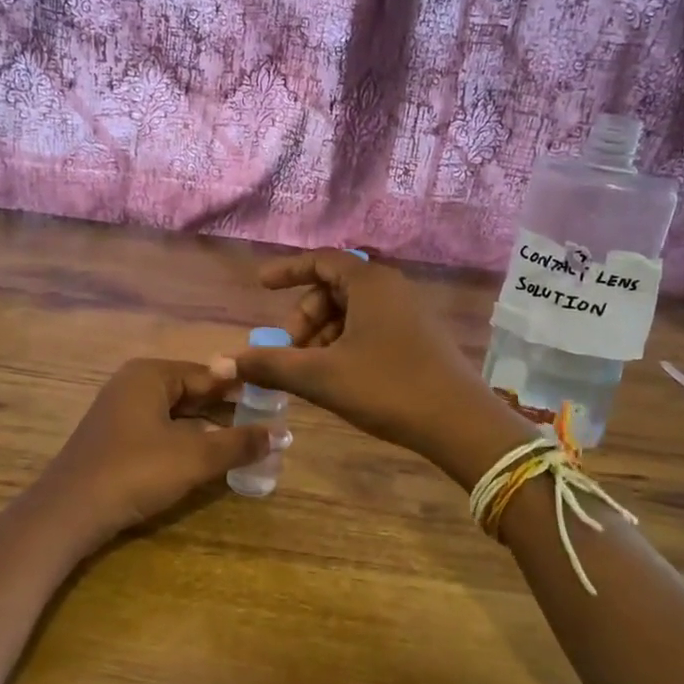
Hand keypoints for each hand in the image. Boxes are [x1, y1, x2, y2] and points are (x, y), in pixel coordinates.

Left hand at [36, 359, 271, 547]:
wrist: (68, 512)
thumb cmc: (135, 471)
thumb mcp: (194, 457)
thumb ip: (239, 444)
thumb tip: (281, 434)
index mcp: (150, 374)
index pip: (208, 374)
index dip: (242, 389)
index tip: (273, 403)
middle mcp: (133, 384)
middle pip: (191, 392)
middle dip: (225, 410)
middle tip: (263, 426)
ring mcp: (119, 411)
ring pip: (175, 413)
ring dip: (207, 428)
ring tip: (242, 444)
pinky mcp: (113, 439)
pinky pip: (158, 430)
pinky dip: (184, 441)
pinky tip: (204, 459)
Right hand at [211, 252, 534, 487]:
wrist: (460, 424)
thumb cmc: (388, 388)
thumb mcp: (321, 377)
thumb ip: (270, 365)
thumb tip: (222, 363)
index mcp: (370, 283)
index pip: (321, 260)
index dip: (288, 270)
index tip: (261, 285)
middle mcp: (392, 288)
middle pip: (335, 287)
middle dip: (305, 315)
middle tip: (288, 349)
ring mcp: (410, 313)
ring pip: (353, 311)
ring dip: (324, 334)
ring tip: (309, 370)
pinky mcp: (420, 338)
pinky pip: (372, 327)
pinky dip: (346, 343)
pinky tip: (338, 376)